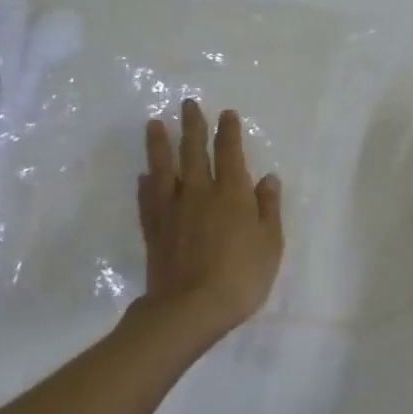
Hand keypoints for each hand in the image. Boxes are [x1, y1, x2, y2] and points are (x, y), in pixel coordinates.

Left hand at [136, 99, 282, 341]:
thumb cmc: (241, 276)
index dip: (228, 131)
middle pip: (194, 151)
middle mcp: (200, 192)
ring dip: (160, 145)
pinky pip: (148, 200)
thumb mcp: (270, 243)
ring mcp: (173, 210)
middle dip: (193, 126)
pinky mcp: (154, 230)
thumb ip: (268, 208)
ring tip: (154, 124)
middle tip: (187, 104)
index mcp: (232, 192)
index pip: (230, 152)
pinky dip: (145, 185)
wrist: (190, 309)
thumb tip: (268, 178)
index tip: (226, 113)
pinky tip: (143, 175)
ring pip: (164, 168)